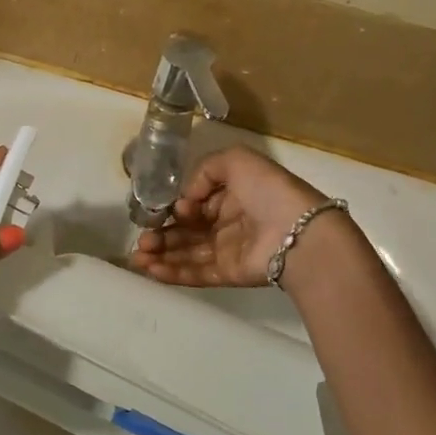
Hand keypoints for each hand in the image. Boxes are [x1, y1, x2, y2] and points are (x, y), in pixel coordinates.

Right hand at [130, 146, 325, 287]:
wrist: (298, 232)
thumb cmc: (267, 190)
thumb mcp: (236, 160)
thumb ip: (204, 171)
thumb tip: (186, 199)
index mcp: (231, 194)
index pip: (194, 203)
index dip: (175, 207)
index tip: (164, 210)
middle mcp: (227, 222)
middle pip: (185, 230)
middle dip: (160, 235)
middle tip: (141, 239)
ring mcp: (227, 250)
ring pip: (186, 253)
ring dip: (160, 255)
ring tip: (137, 256)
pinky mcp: (228, 274)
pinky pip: (196, 273)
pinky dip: (172, 273)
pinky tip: (151, 269)